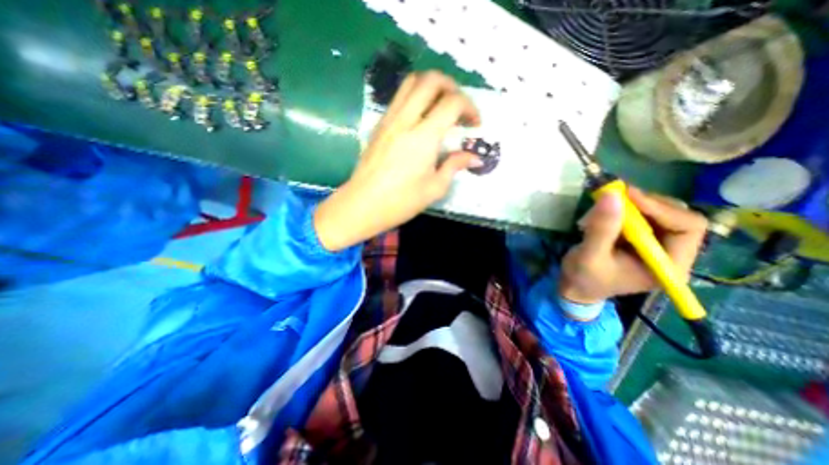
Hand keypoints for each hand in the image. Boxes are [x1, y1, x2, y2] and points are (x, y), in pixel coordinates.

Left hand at [312, 71, 483, 250]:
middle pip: (431, 80)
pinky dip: (416, 97)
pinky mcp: (379, 125)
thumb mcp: (435, 188)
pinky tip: (421, 119)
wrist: (362, 205)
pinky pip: (399, 97)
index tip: (475, 125)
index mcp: (423, 137)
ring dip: (432, 86)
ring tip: (441, 106)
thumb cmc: (401, 201)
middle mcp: (405, 119)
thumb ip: (455, 166)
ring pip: (411, 82)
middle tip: (459, 108)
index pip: (452, 102)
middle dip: (452, 87)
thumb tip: (474, 158)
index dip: (470, 108)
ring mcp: (389, 119)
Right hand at [557, 184, 705, 305]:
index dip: (660, 208)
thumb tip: (612, 195)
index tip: (627, 196)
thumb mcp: (590, 255)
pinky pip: (639, 216)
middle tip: (614, 197)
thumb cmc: (584, 278)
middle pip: (675, 216)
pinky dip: (621, 210)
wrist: (574, 287)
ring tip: (600, 211)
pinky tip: (601, 215)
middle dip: (644, 204)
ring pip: (656, 212)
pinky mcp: (640, 239)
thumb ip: (602, 228)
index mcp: (669, 265)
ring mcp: (655, 245)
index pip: (687, 227)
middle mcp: (670, 253)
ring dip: (629, 206)